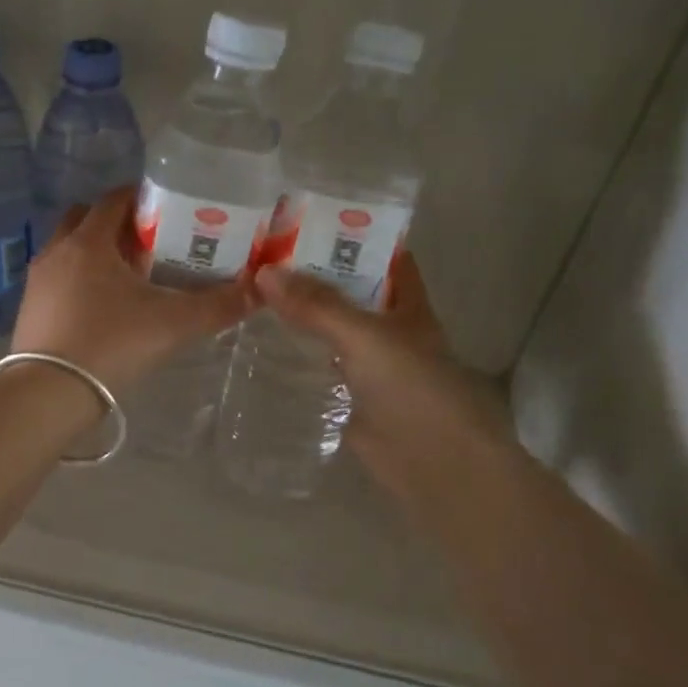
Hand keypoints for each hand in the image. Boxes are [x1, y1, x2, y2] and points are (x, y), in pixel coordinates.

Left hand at [15, 188, 252, 391]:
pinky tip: (102, 307)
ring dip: (95, 251)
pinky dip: (79, 279)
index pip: (114, 200)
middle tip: (148, 242)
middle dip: (115, 223)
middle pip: (85, 219)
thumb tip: (259, 290)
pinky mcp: (30, 309)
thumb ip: (218, 306)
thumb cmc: (112, 344)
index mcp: (89, 242)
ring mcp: (38, 281)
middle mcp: (58, 252)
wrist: (50, 393)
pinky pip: (58, 278)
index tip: (167, 208)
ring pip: (68, 249)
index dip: (141, 198)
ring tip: (128, 276)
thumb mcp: (173, 324)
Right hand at [255, 254, 515, 501]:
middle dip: (313, 274)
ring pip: (332, 330)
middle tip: (261, 254)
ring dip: (301, 314)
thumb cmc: (414, 389)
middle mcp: (389, 329)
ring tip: (251, 291)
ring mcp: (370, 365)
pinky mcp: (350, 397)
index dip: (351, 237)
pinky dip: (296, 355)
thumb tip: (263, 272)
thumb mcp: (366, 337)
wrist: (436, 465)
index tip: (305, 221)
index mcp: (406, 304)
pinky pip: (320, 367)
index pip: (382, 257)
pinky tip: (261, 345)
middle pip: (350, 292)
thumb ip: (317, 306)